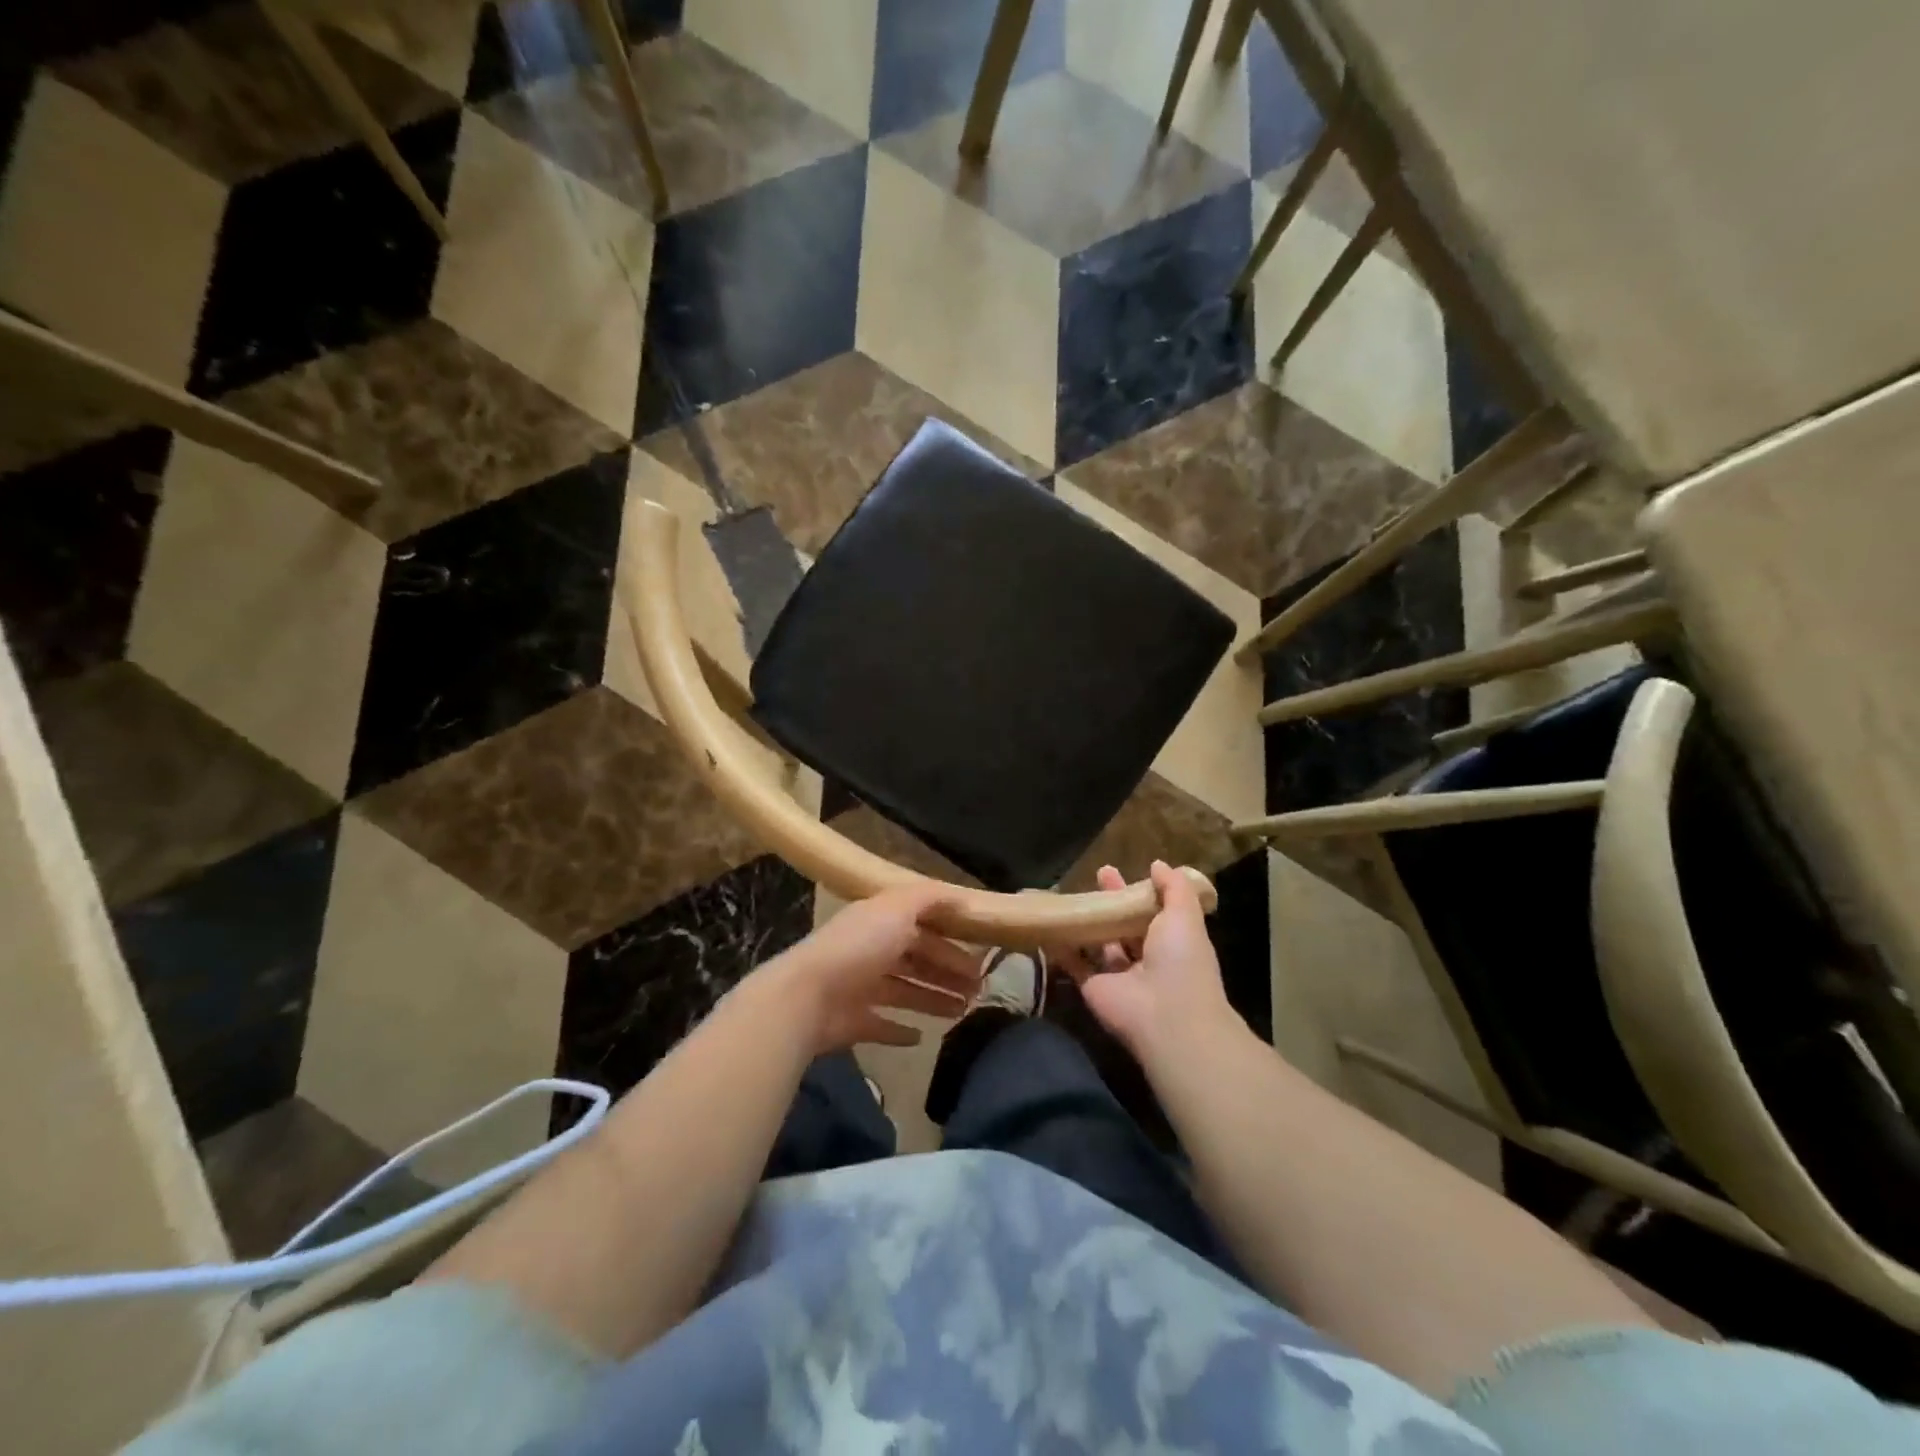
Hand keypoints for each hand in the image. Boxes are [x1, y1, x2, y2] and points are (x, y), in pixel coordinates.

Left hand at [764, 882, 984, 1054]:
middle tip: (979, 989)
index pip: (923, 928)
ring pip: (905, 991)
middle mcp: (870, 950)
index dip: (951, 940)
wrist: (808, 995)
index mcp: (881, 922)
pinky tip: (920, 1037)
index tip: (980, 956)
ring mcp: (860, 987)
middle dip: (948, 972)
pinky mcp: (852, 1021)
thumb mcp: (898, 908)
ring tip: (962, 1012)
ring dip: (933, 999)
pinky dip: (900, 1031)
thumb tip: (961, 894)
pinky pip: (881, 1025)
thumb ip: (929, 898)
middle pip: (917, 960)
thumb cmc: (859, 947)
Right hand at [1060, 861, 1237, 1058]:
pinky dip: (1063, 947)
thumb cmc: (1181, 960)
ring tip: (1069, 893)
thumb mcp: (1185, 915)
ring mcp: (1118, 974)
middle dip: (1111, 901)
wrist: (1166, 1016)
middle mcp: (1145, 957)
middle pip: (1124, 924)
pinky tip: (1050, 923)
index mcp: (1171, 940)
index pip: (1151, 910)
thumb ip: (1173, 888)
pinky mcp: (1093, 986)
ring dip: (1087, 921)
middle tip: (1097, 874)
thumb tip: (1158, 864)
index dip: (1137, 890)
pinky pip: (1075, 963)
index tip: (1122, 870)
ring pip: (1099, 942)